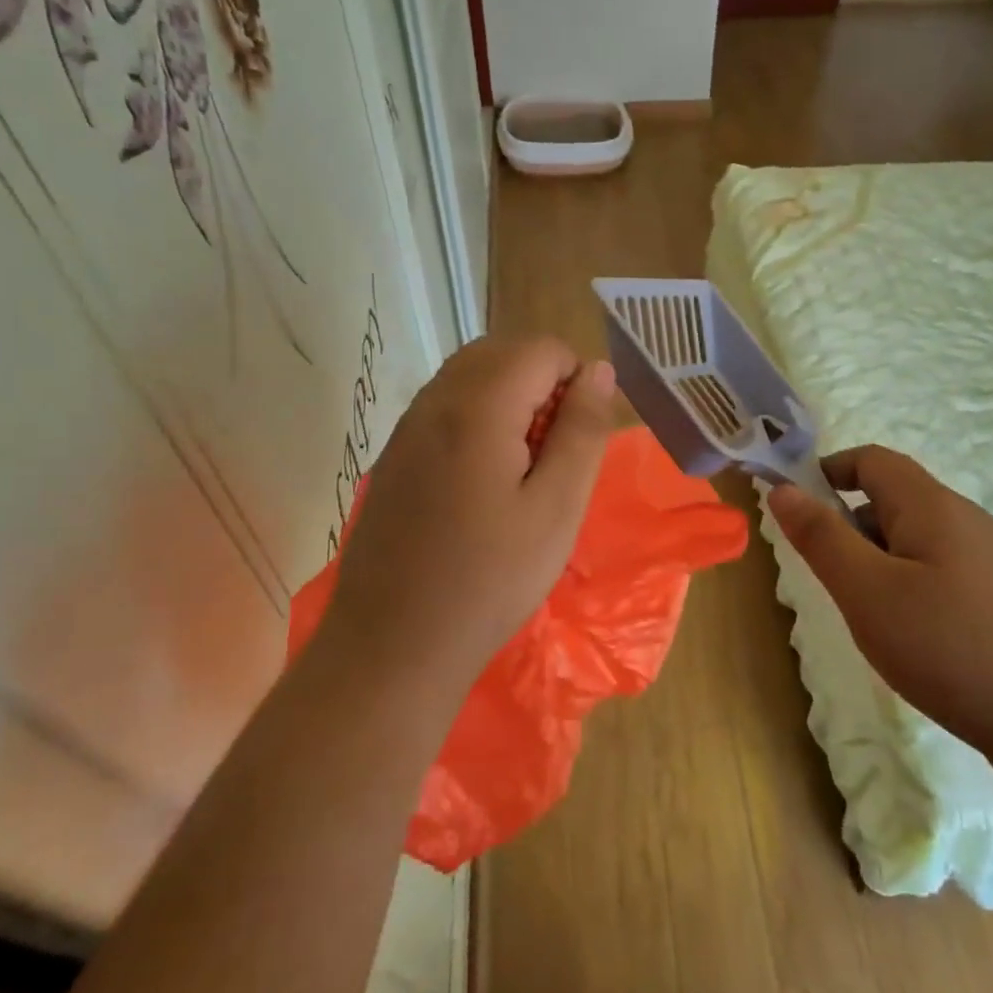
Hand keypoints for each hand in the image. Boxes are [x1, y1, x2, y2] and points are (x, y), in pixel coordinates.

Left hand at [325, 336, 616, 682]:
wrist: (393, 644)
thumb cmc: (489, 580)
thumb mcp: (557, 507)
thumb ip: (582, 430)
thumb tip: (598, 371)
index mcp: (477, 407)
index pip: (540, 349)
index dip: (574, 379)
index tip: (577, 438)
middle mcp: (434, 401)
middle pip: (501, 352)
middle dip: (541, 383)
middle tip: (555, 452)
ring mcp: (406, 427)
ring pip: (470, 375)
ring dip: (510, 399)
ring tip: (524, 467)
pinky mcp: (394, 455)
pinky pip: (445, 406)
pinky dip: (478, 418)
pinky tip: (484, 481)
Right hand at [767, 446, 992, 766]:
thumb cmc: (953, 649)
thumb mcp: (868, 592)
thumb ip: (821, 538)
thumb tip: (782, 489)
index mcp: (932, 506)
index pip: (871, 460)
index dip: (827, 471)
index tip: (794, 511)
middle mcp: (965, 520)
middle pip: (892, 499)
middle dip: (849, 527)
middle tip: (831, 580)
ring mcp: (990, 561)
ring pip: (915, 540)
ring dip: (877, 562)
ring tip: (868, 616)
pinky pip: (939, 572)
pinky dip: (908, 587)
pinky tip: (912, 638)